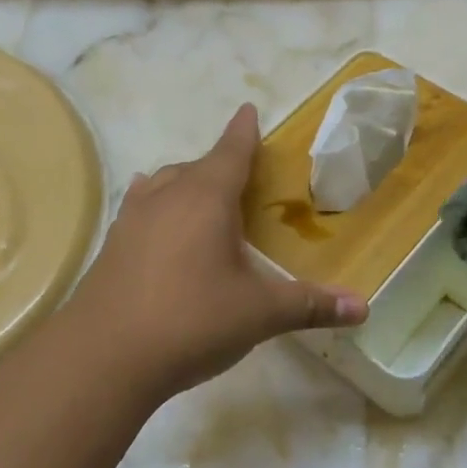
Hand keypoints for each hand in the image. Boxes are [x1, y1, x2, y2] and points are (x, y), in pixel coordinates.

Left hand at [64, 104, 366, 406]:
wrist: (102, 357)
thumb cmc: (191, 320)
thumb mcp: (259, 313)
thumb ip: (310, 306)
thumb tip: (363, 308)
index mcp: (206, 198)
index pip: (231, 152)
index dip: (244, 132)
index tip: (249, 110)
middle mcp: (166, 197)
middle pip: (196, 167)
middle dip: (219, 164)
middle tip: (241, 177)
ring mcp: (132, 220)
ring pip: (162, 185)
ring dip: (184, 183)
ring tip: (202, 198)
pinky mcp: (111, 247)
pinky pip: (140, 210)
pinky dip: (157, 207)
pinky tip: (158, 226)